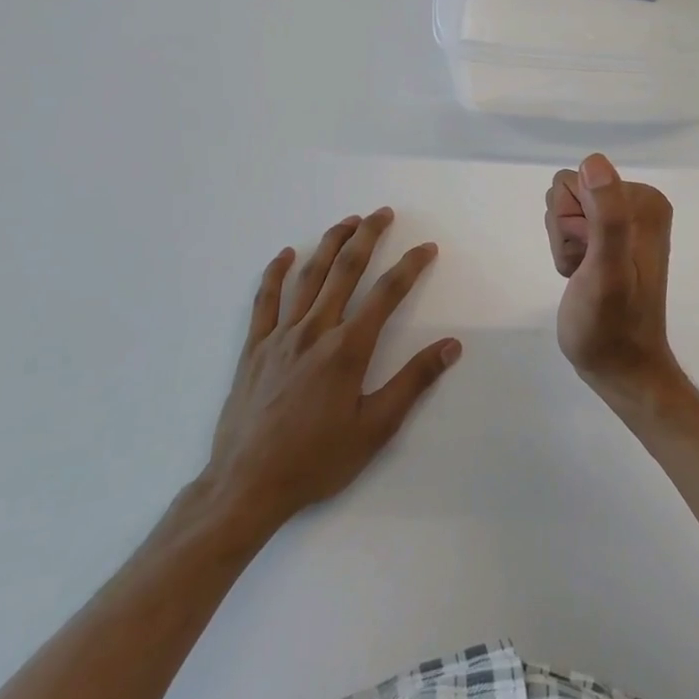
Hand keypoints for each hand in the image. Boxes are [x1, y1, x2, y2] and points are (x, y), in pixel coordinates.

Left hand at [199, 208, 459, 529]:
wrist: (246, 485)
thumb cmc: (317, 460)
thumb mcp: (376, 428)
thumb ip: (414, 382)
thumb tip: (451, 346)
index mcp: (347, 349)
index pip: (387, 294)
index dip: (410, 266)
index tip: (427, 248)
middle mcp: (315, 331)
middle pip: (345, 271)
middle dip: (368, 237)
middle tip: (383, 213)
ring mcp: (280, 337)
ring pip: (308, 277)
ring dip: (330, 244)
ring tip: (348, 221)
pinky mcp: (254, 349)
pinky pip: (265, 301)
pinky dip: (275, 273)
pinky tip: (285, 255)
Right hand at [545, 154, 683, 409]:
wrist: (620, 368)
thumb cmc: (610, 324)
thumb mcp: (606, 269)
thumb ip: (606, 216)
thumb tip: (594, 162)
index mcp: (644, 201)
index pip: (574, 181)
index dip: (570, 222)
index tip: (588, 255)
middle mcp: (637, 203)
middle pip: (567, 192)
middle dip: (565, 232)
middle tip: (585, 268)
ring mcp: (623, 221)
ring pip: (564, 210)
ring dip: (564, 245)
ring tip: (584, 275)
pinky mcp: (610, 239)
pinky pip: (569, 227)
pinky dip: (567, 253)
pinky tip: (581, 277)